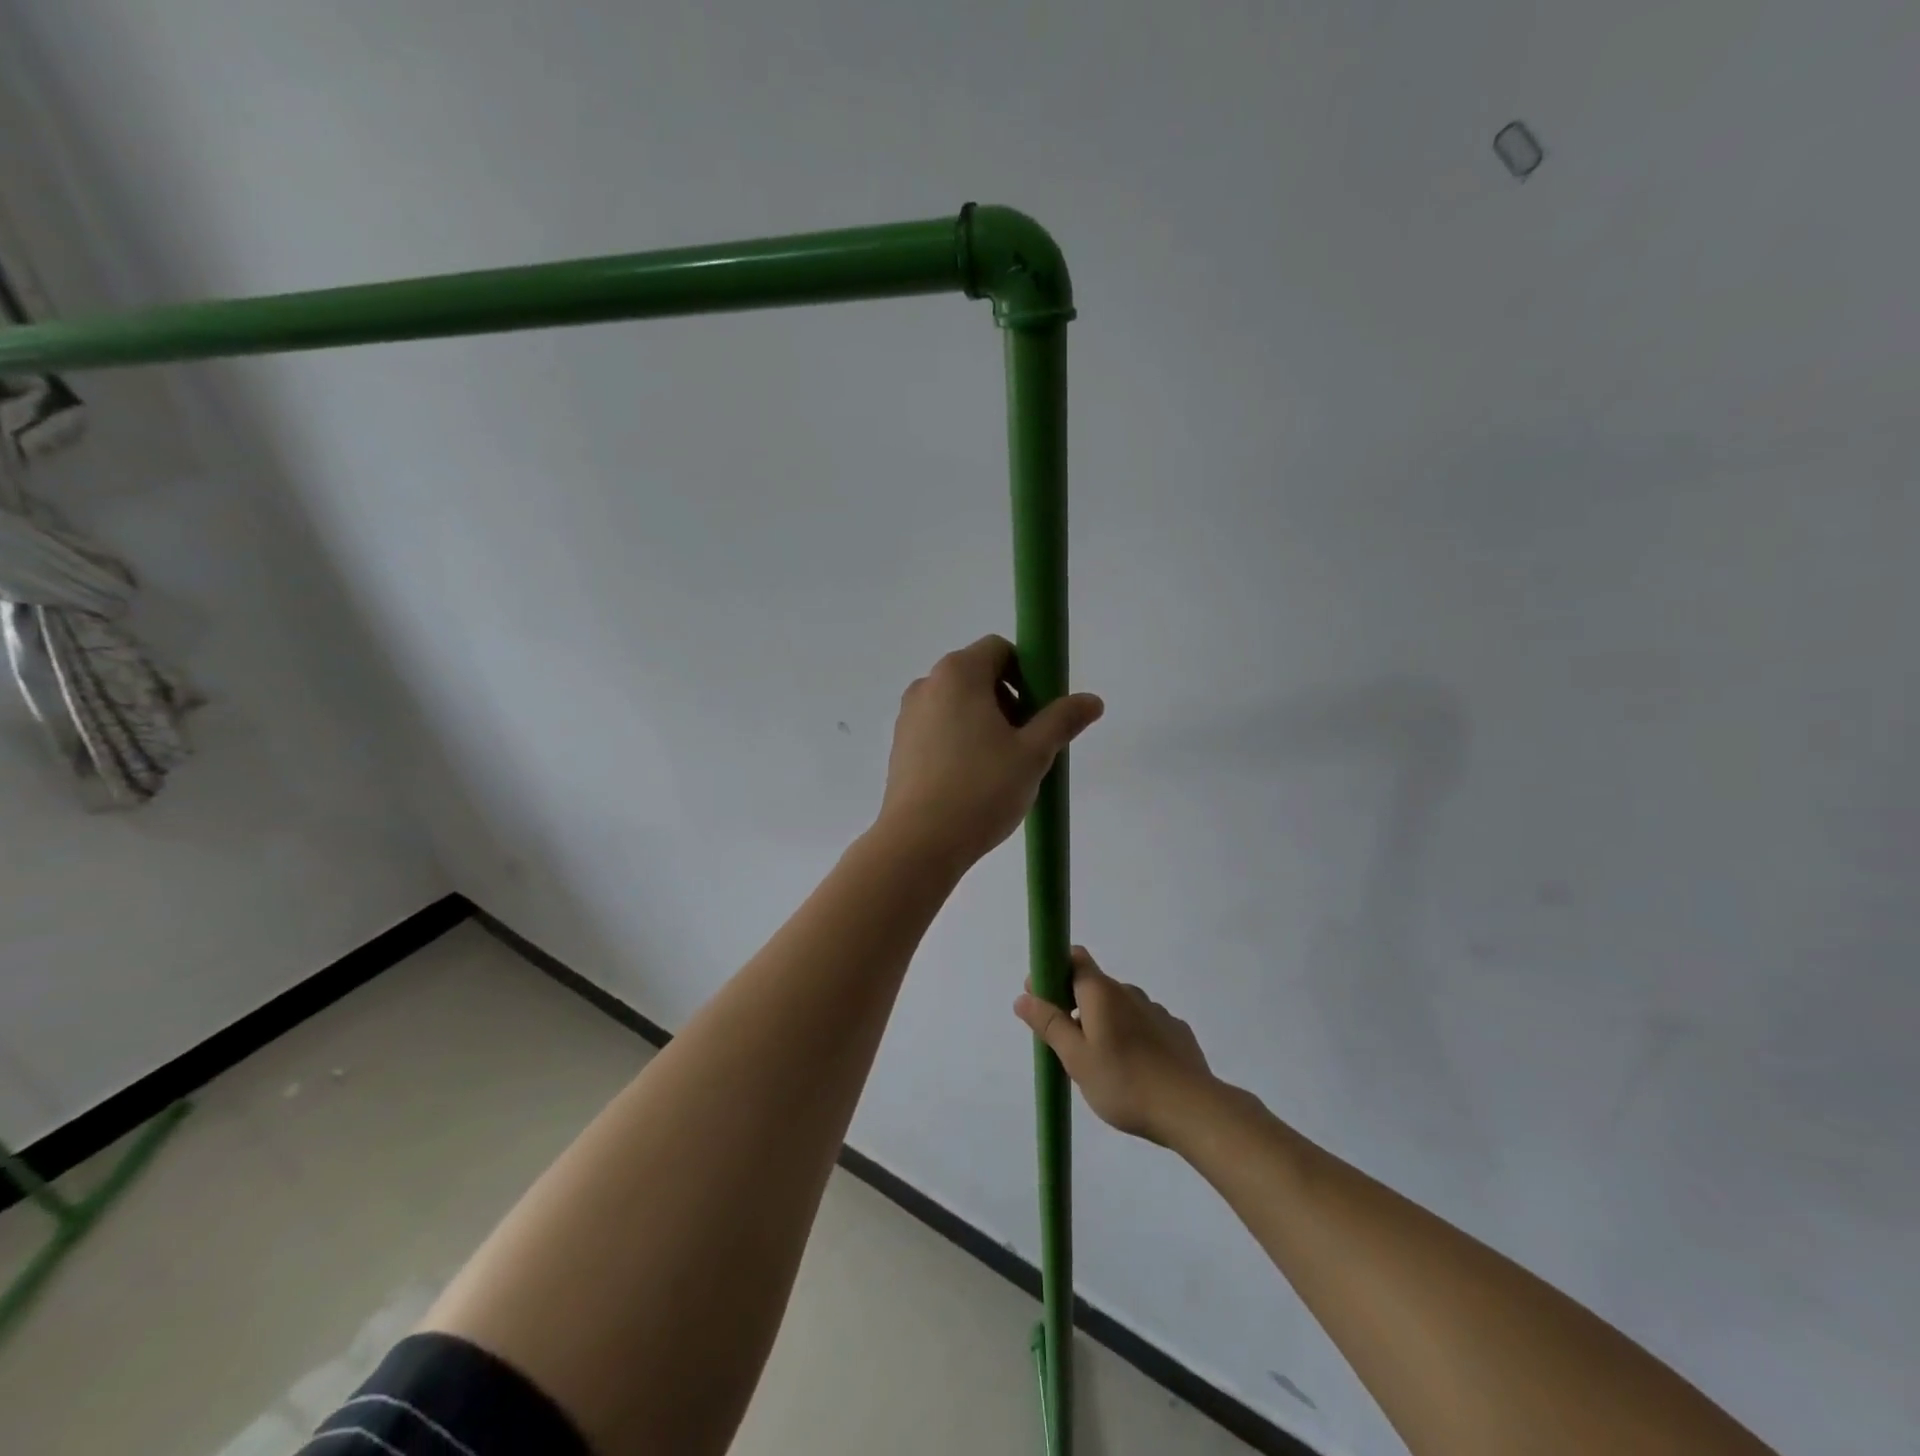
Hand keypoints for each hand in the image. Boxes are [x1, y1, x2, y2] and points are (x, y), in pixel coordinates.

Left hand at [878, 635, 1102, 867]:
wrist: (918, 843)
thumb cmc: (981, 789)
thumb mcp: (1033, 754)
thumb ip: (1062, 720)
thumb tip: (1092, 700)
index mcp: (958, 673)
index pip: (999, 649)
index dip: (1027, 672)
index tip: (1040, 711)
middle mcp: (927, 685)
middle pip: (978, 675)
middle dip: (1009, 700)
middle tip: (1026, 743)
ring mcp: (908, 716)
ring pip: (958, 704)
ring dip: (986, 723)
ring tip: (1002, 767)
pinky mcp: (900, 746)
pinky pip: (939, 728)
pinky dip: (961, 740)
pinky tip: (973, 780)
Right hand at [1014, 948, 1214, 1145]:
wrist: (1192, 1109)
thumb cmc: (1124, 1082)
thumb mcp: (1076, 1058)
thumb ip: (1049, 1024)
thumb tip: (1024, 996)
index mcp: (1101, 992)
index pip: (1075, 958)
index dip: (1054, 971)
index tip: (1043, 999)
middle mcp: (1129, 992)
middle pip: (1094, 986)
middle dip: (1076, 1007)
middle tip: (1067, 1046)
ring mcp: (1156, 1011)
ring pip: (1120, 1008)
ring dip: (1105, 1025)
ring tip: (1102, 1066)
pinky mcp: (1176, 1032)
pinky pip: (1144, 1026)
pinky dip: (1132, 1039)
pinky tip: (1135, 1071)